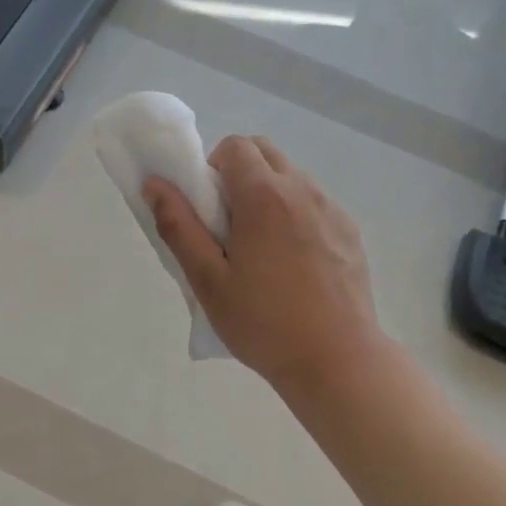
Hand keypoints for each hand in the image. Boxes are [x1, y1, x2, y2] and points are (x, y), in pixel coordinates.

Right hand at [145, 136, 381, 392]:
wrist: (336, 359)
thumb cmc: (263, 322)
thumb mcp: (207, 280)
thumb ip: (178, 226)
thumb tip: (155, 184)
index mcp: (264, 197)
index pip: (236, 146)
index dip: (213, 166)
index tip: (207, 206)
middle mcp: (303, 190)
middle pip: (266, 152)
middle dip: (240, 172)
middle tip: (228, 224)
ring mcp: (332, 210)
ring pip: (293, 177)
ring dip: (269, 193)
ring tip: (261, 249)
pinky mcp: (350, 232)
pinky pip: (315, 204)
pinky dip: (296, 215)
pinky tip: (293, 264)